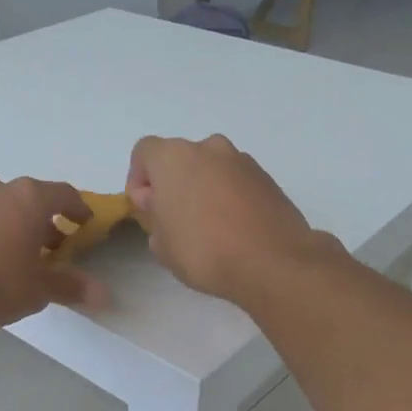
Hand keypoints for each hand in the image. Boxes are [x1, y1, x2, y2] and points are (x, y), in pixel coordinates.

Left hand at [0, 175, 105, 329]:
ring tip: (18, 253)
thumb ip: (71, 286)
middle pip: (30, 198)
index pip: (64, 194)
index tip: (85, 224)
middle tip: (53, 246)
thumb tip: (104, 295)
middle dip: (44, 220)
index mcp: (29, 197)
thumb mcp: (40, 288)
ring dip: (14, 223)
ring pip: (0, 205)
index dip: (78, 209)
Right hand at [125, 135, 325, 302]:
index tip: (146, 209)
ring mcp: (242, 161)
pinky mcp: (268, 179)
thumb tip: (161, 207)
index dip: (138, 179)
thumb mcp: (161, 245)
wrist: (273, 262)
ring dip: (203, 189)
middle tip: (175, 220)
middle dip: (174, 184)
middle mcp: (209, 148)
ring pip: (211, 169)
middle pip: (180, 159)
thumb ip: (153, 218)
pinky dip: (230, 198)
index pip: (144, 152)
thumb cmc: (204, 250)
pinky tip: (233, 231)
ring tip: (208, 228)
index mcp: (174, 157)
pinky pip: (236, 182)